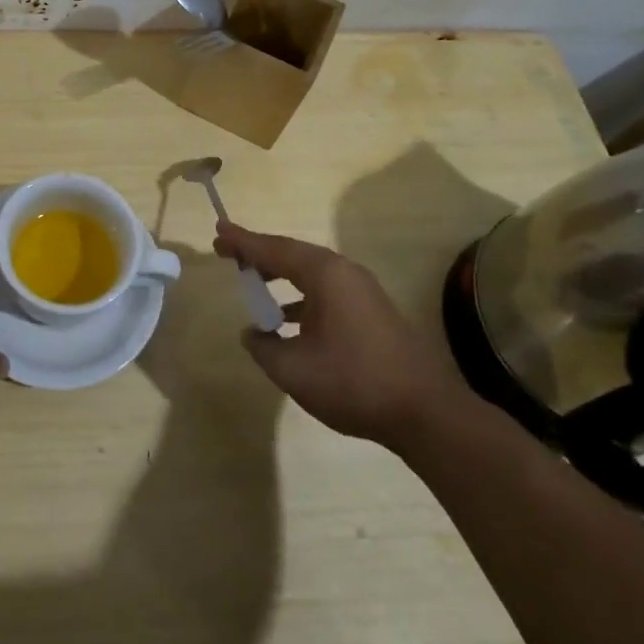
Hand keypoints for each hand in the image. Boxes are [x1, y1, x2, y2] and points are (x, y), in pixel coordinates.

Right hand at [216, 221, 472, 448]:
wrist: (425, 413)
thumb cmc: (353, 382)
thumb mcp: (293, 369)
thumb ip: (263, 346)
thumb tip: (253, 333)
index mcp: (325, 274)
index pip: (273, 249)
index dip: (243, 241)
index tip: (218, 229)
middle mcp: (345, 273)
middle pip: (293, 254)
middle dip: (259, 253)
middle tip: (228, 252)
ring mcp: (363, 292)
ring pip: (311, 272)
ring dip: (280, 274)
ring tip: (252, 282)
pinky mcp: (372, 312)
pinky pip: (326, 290)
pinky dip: (300, 295)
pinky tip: (287, 319)